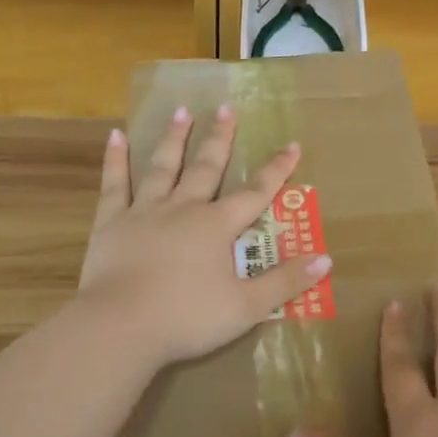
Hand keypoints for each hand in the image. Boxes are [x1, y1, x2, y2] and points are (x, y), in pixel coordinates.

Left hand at [77, 105, 332, 369]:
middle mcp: (183, 209)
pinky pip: (115, 185)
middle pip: (206, 168)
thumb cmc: (186, 319)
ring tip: (181, 110)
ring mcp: (144, 212)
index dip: (276, 170)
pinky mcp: (112, 223)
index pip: (255, 193)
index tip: (291, 145)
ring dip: (174, 138)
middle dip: (220, 138)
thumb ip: (284, 282)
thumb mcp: (245, 307)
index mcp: (216, 227)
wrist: (120, 327)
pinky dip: (116, 160)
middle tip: (226, 108)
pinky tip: (116, 136)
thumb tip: (325, 259)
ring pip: (163, 167)